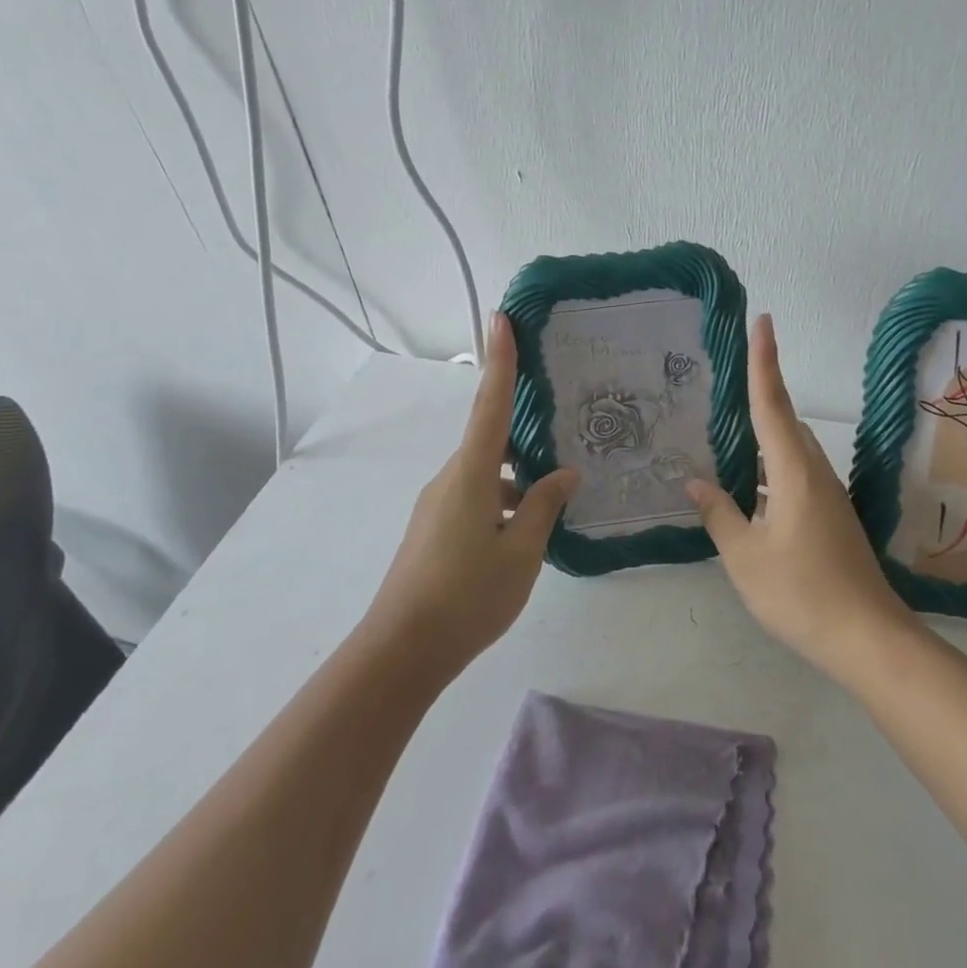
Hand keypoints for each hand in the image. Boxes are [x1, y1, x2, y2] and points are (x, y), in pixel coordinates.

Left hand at [363, 313, 576, 676]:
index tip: (501, 317)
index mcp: (471, 475)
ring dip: (518, 479)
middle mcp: (450, 479)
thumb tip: (563, 475)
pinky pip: (476, 498)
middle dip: (523, 432)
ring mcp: (438, 505)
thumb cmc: (468, 596)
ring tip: (558, 495)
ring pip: (486, 475)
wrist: (402, 650)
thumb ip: (544, 507)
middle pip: (490, 440)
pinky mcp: (434, 529)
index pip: (490, 405)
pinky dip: (503, 502)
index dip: (500, 359)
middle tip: (561, 422)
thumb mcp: (522, 552)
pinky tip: (528, 530)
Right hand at [688, 315, 920, 684]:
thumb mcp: (745, 556)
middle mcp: (815, 473)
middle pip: (784, 422)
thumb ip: (719, 513)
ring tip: (724, 441)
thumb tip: (696, 481)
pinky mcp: (831, 517)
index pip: (773, 403)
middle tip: (722, 387)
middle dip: (759, 398)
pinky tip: (748, 493)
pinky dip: (770, 471)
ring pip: (790, 452)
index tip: (763, 320)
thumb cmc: (801, 592)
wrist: (867, 638)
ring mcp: (828, 496)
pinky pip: (795, 476)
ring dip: (762, 441)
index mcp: (794, 471)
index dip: (765, 360)